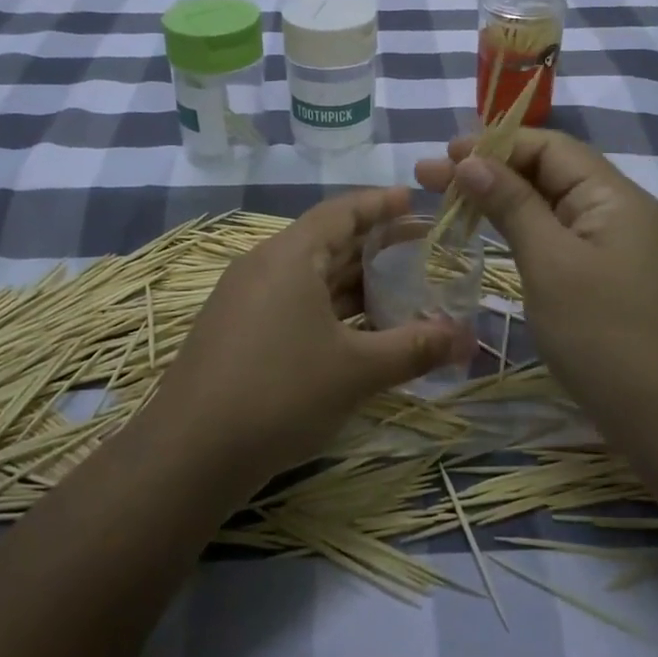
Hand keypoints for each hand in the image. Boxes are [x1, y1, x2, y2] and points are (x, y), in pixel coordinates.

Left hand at [147, 188, 470, 489]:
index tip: (415, 201)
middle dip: (374, 245)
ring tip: (398, 290)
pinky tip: (355, 332)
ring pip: (309, 277)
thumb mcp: (357, 371)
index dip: (380, 204)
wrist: (189, 454)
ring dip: (352, 281)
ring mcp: (244, 300)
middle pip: (326, 241)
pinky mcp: (236, 332)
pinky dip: (329, 308)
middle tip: (421, 250)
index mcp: (288, 256)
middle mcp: (263, 266)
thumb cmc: (280, 394)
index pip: (341, 211)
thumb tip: (468, 339)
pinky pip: (292, 303)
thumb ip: (415, 348)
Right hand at [416, 132, 657, 424]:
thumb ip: (512, 205)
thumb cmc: (604, 335)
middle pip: (547, 171)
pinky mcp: (605, 276)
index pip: (549, 146)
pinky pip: (557, 236)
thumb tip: (471, 161)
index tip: (444, 154)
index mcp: (612, 195)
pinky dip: (520, 228)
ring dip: (500, 197)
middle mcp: (616, 210)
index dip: (494, 144)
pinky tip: (490, 232)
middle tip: (429, 176)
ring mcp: (613, 245)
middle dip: (489, 169)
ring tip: (448, 199)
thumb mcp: (551, 263)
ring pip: (549, 204)